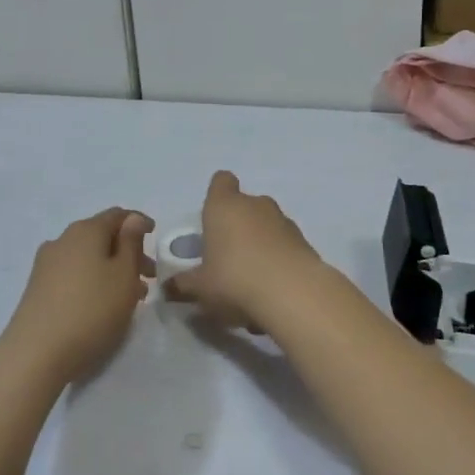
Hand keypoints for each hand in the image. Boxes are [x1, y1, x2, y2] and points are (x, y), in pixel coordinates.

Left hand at [0, 208, 154, 384]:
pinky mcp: (37, 287)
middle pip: (102, 236)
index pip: (117, 215)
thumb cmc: (91, 310)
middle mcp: (63, 239)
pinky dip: (93, 280)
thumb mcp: (124, 275)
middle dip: (127, 251)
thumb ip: (131, 243)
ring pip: (88, 257)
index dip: (138, 223)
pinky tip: (102, 304)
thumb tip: (131, 219)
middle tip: (149, 276)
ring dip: (111, 269)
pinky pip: (73, 273)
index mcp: (86, 230)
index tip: (156, 237)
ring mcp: (46, 264)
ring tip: (130, 296)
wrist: (35, 354)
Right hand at [163, 172, 320, 328]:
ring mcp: (284, 221)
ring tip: (250, 277)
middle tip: (226, 255)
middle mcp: (255, 205)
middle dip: (237, 225)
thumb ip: (183, 284)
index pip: (221, 182)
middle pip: (244, 205)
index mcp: (224, 206)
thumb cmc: (234, 280)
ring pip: (267, 224)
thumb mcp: (200, 288)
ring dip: (259, 242)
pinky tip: (272, 287)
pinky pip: (285, 244)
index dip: (216, 194)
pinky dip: (278, 258)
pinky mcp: (305, 241)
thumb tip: (170, 286)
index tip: (211, 218)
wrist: (293, 293)